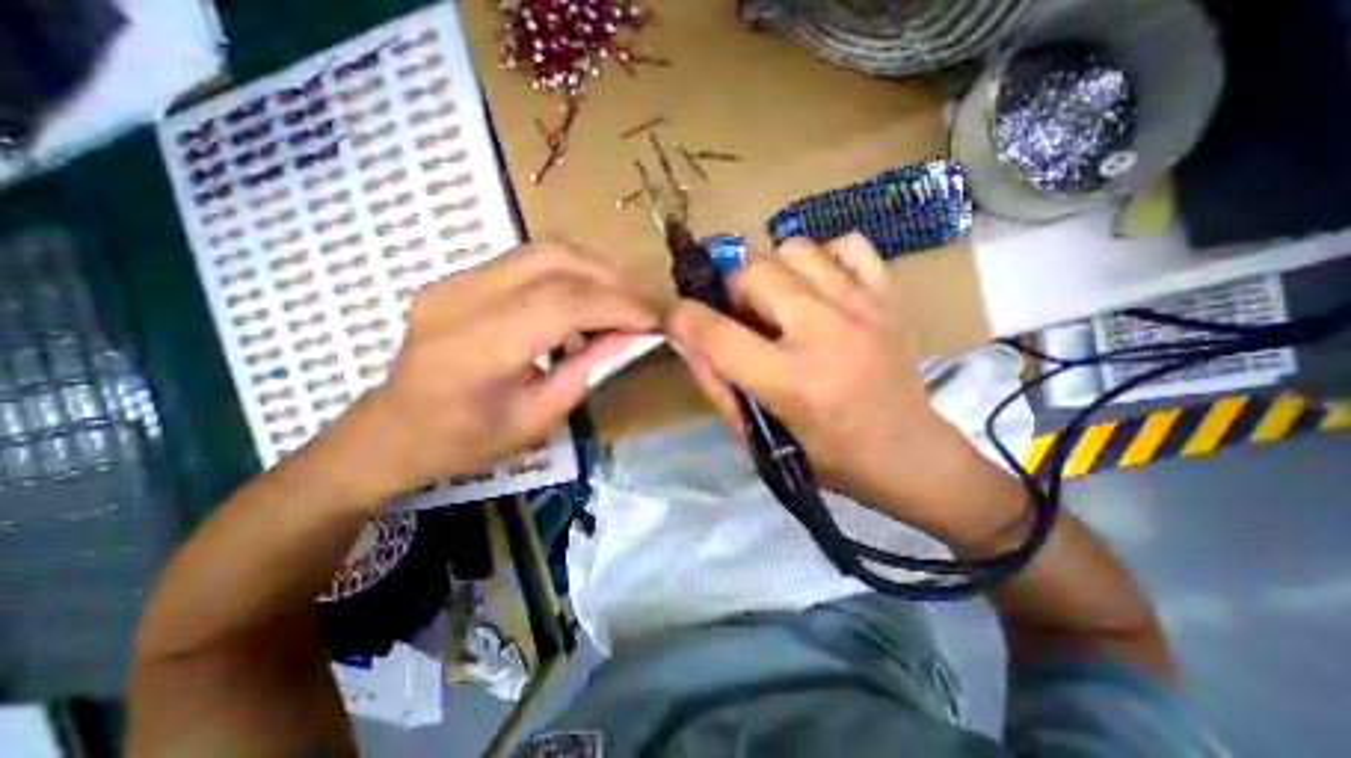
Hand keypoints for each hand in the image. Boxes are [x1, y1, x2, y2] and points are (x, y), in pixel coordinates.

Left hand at [331, 241, 659, 506]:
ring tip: (620, 301)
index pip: (563, 302)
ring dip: (594, 270)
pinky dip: (569, 274)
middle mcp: (461, 298)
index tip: (656, 317)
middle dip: (612, 280)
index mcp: (477, 348)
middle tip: (642, 307)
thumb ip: (587, 368)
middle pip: (555, 260)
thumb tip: (630, 334)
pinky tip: (584, 300)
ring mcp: (454, 279)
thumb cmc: (466, 441)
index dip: (618, 305)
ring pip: (544, 250)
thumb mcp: (540, 418)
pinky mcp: (458, 276)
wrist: (391, 432)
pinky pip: (528, 260)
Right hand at [666, 234, 1001, 535]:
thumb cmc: (828, 460)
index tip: (672, 315)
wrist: (910, 456)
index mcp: (792, 381)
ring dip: (772, 272)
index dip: (680, 318)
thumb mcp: (759, 439)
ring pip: (794, 248)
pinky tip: (821, 288)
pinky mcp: (889, 297)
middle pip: (753, 272)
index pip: (716, 334)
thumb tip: (682, 340)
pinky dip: (824, 259)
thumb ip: (716, 387)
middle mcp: (826, 333)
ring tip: (778, 303)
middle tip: (739, 317)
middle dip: (730, 291)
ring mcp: (864, 307)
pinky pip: (848, 246)